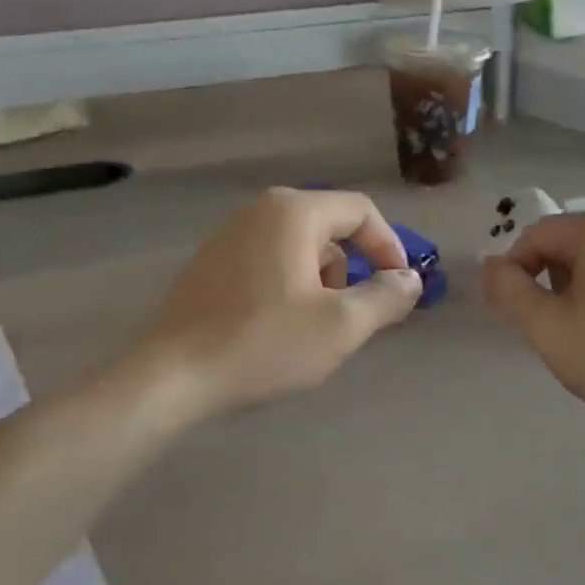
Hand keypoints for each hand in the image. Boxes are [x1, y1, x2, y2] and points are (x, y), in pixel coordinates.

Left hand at [131, 188, 420, 424]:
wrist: (174, 375)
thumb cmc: (265, 343)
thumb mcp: (340, 325)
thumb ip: (386, 297)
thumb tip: (410, 280)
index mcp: (293, 212)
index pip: (360, 211)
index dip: (389, 247)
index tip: (397, 289)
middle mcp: (259, 210)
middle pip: (329, 228)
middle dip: (351, 271)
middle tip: (350, 317)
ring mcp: (228, 234)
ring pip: (298, 248)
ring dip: (319, 282)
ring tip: (310, 328)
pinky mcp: (210, 262)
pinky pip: (268, 261)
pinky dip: (288, 285)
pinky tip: (275, 327)